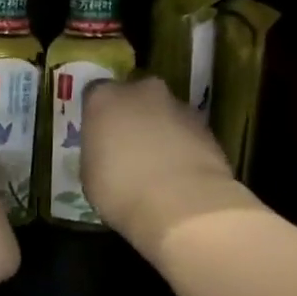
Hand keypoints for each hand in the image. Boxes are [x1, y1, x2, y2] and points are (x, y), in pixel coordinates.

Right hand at [81, 77, 256, 254]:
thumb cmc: (120, 189)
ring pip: (164, 114)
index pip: (95, 96)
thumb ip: (97, 153)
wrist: (182, 204)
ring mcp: (178, 106)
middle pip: (134, 98)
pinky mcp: (207, 127)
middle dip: (132, 117)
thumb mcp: (89, 175)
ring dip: (160, 132)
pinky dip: (183, 147)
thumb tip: (107, 155)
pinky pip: (187, 133)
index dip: (98, 117)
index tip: (98, 138)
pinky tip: (180, 176)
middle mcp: (141, 91)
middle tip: (128, 149)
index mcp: (104, 98)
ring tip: (159, 167)